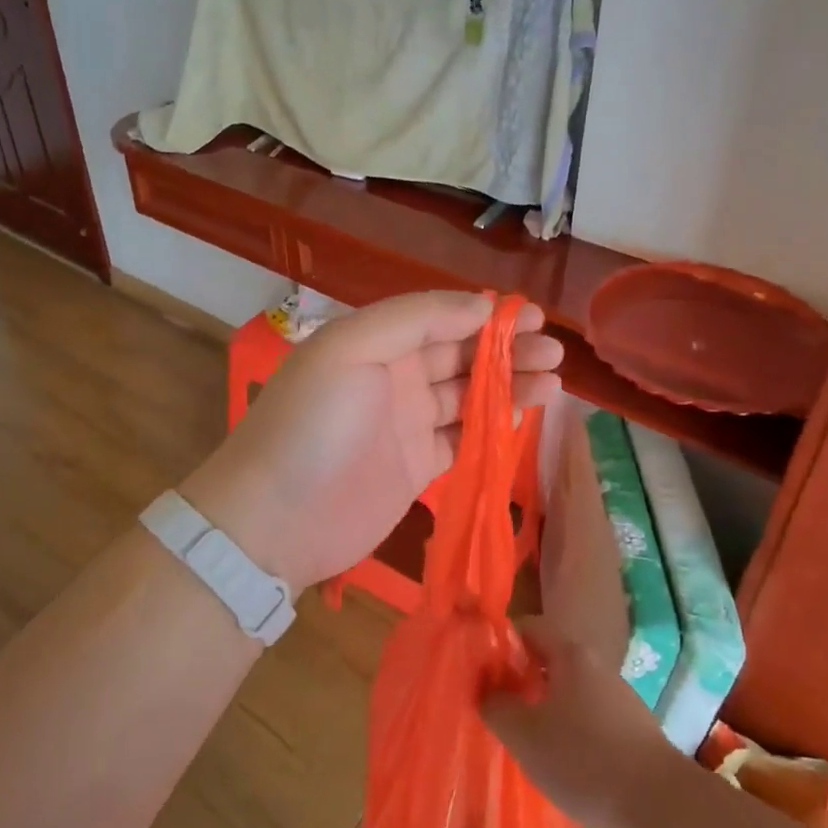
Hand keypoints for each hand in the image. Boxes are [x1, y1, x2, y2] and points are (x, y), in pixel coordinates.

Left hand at [180, 291, 562, 592]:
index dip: (484, 315)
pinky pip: (465, 435)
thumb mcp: (351, 349)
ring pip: (469, 394)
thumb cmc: (313, 425)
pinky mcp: (418, 465)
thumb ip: (415, 319)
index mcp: (374, 341)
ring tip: (554, 379)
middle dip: (507, 348)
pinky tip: (524, 413)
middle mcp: (393, 376)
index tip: (531, 316)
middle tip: (553, 350)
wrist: (274, 520)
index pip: (439, 317)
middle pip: (460, 354)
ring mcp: (406, 423)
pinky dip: (494, 423)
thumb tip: (479, 306)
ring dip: (510, 384)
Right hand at [481, 618, 684, 827]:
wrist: (660, 805)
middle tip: (501, 707)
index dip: (503, 644)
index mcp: (570, 654)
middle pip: (551, 660)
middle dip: (523, 679)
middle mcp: (597, 665)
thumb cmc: (583, 759)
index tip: (484, 671)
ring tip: (529, 740)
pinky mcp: (634, 728)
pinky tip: (566, 762)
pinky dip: (573, 730)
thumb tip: (487, 690)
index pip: (529, 629)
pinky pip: (591, 717)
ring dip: (548, 707)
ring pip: (572, 691)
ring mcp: (620, 697)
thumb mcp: (525, 735)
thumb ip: (497, 707)